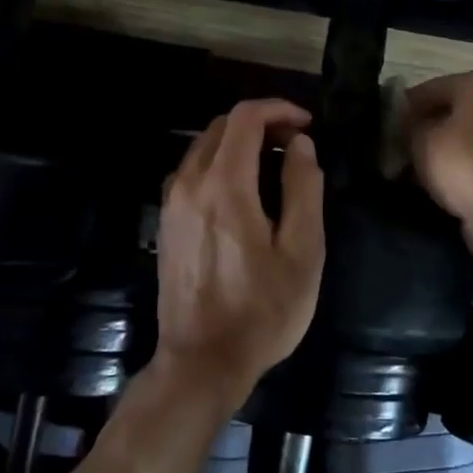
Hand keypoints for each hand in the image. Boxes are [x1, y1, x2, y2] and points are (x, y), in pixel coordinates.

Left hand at [155, 98, 324, 405]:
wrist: (202, 362)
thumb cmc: (262, 310)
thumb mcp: (302, 251)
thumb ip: (304, 188)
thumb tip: (300, 145)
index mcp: (224, 185)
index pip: (245, 118)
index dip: (278, 109)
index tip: (306, 125)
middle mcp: (189, 183)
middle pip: (221, 126)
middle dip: (260, 123)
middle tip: (294, 144)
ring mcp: (171, 203)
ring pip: (203, 147)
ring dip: (239, 142)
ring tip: (273, 165)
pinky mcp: (166, 223)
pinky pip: (192, 172)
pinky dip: (220, 163)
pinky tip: (243, 191)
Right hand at [404, 70, 472, 227]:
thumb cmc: (462, 162)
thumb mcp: (420, 139)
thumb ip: (407, 125)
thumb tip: (404, 125)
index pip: (430, 88)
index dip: (403, 109)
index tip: (385, 130)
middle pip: (450, 111)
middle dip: (422, 130)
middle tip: (396, 151)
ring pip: (463, 136)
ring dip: (438, 150)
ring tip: (411, 171)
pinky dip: (457, 166)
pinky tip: (437, 183)